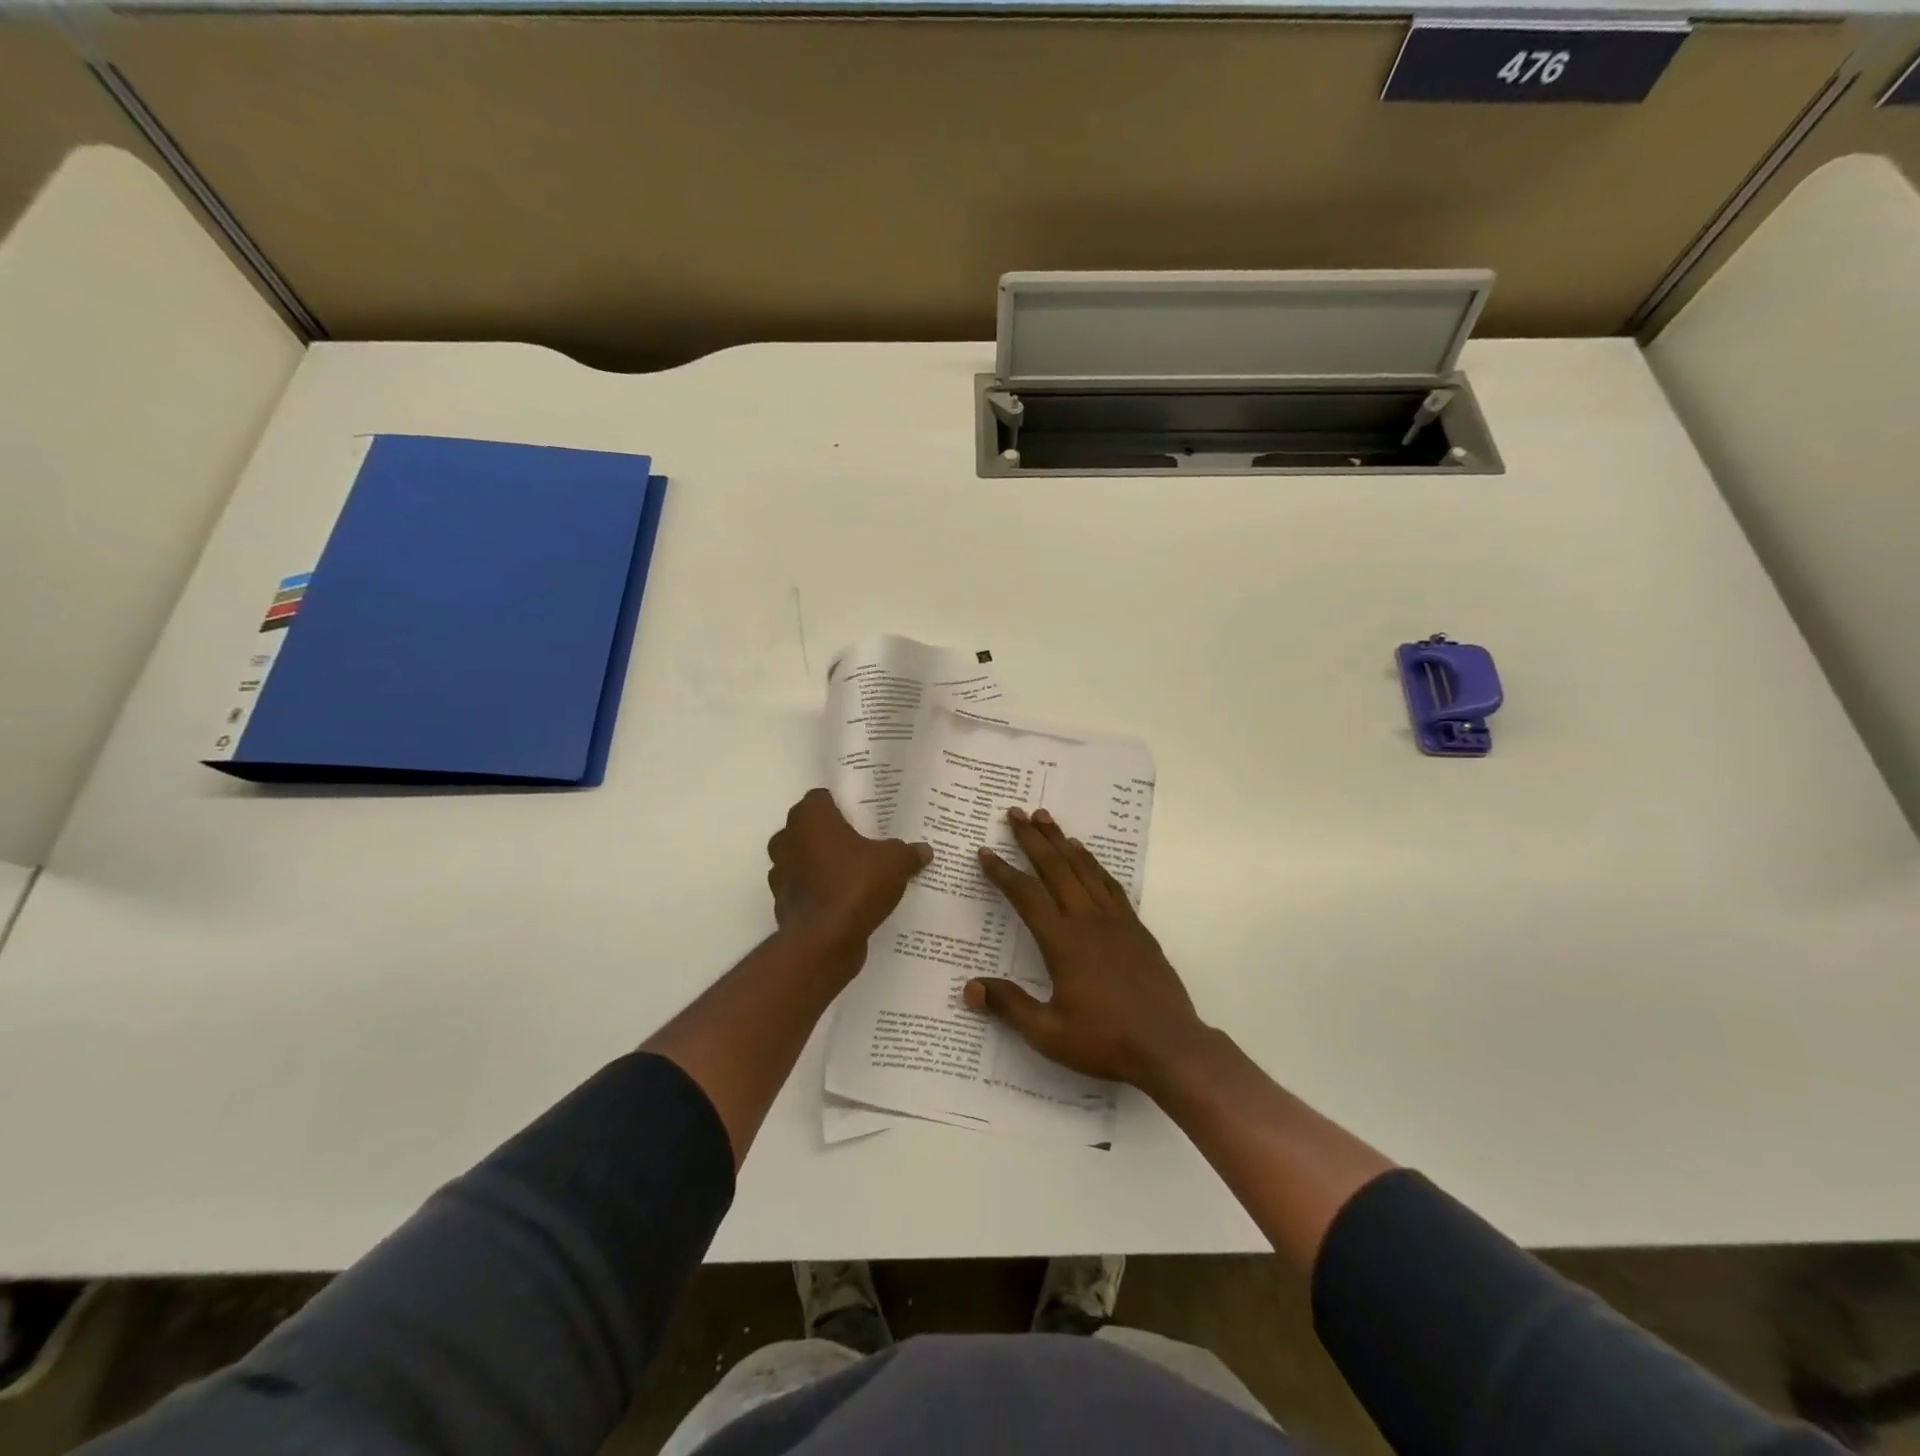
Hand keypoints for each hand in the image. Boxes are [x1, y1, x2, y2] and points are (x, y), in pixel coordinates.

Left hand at [767, 789, 931, 965]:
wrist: (824, 941)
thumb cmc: (856, 885)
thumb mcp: (895, 863)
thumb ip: (908, 852)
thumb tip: (924, 850)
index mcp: (810, 817)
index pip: (821, 798)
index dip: (841, 805)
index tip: (863, 816)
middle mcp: (787, 838)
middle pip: (810, 828)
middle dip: (832, 835)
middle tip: (863, 843)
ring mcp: (780, 872)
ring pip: (804, 859)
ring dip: (822, 864)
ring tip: (854, 873)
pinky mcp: (782, 902)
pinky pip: (804, 889)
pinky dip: (818, 892)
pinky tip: (844, 901)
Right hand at [968, 807, 1212, 1091]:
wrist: (1169, 1046)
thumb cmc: (1105, 1040)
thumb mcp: (1048, 1033)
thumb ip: (1009, 1006)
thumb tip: (969, 988)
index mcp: (1063, 942)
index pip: (1026, 896)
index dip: (1003, 872)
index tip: (985, 852)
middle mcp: (1088, 921)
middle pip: (1056, 868)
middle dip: (1033, 838)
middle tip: (1016, 812)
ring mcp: (1116, 920)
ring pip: (1084, 869)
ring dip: (1062, 841)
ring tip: (1046, 818)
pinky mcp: (1136, 927)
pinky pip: (1109, 884)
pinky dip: (1093, 863)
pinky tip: (1086, 855)